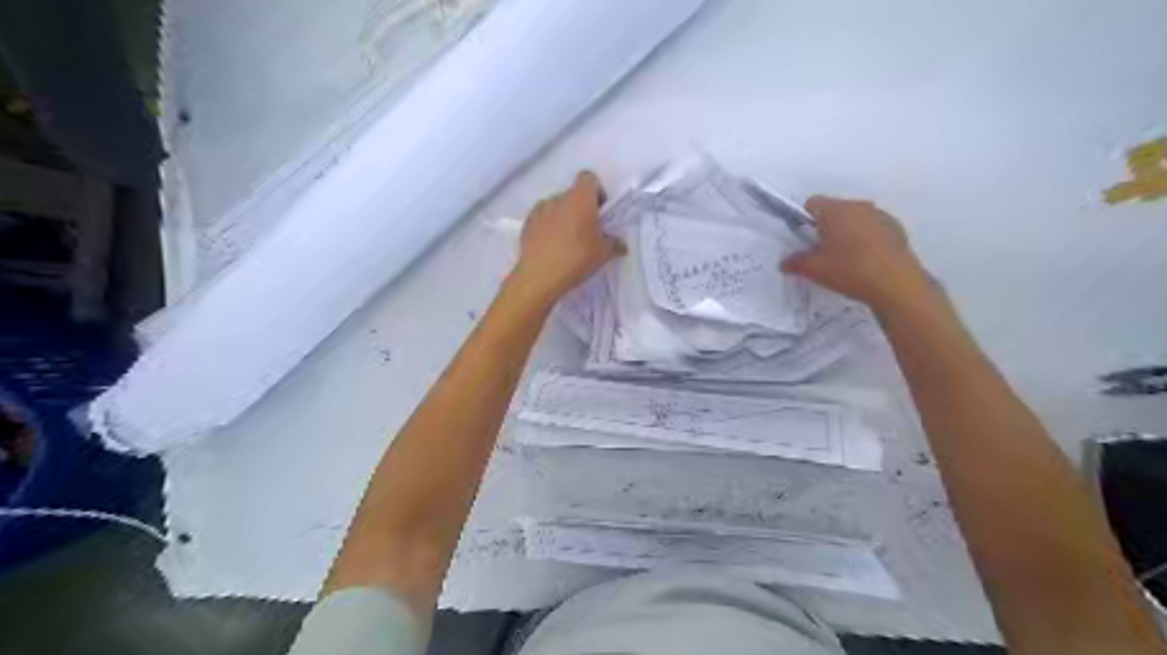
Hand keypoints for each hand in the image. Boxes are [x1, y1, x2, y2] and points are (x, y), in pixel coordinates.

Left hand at [506, 170, 624, 304]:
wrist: (539, 276)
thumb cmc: (576, 258)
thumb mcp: (603, 254)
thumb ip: (614, 244)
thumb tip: (621, 245)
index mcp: (579, 198)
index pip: (589, 178)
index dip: (597, 192)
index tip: (600, 213)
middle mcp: (558, 198)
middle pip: (572, 194)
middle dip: (581, 208)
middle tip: (588, 231)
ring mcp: (539, 210)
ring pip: (556, 207)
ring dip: (564, 217)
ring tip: (568, 241)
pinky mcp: (526, 225)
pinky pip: (542, 220)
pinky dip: (548, 228)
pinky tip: (552, 248)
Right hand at [778, 194, 936, 307]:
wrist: (896, 284)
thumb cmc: (850, 270)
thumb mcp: (816, 270)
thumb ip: (797, 263)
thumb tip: (784, 263)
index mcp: (835, 211)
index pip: (812, 203)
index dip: (804, 219)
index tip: (805, 239)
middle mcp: (858, 206)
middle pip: (835, 209)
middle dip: (826, 226)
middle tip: (822, 251)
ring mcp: (880, 215)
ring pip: (855, 218)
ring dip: (847, 231)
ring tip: (845, 258)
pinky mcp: (896, 228)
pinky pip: (873, 227)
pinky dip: (866, 238)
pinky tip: (865, 261)